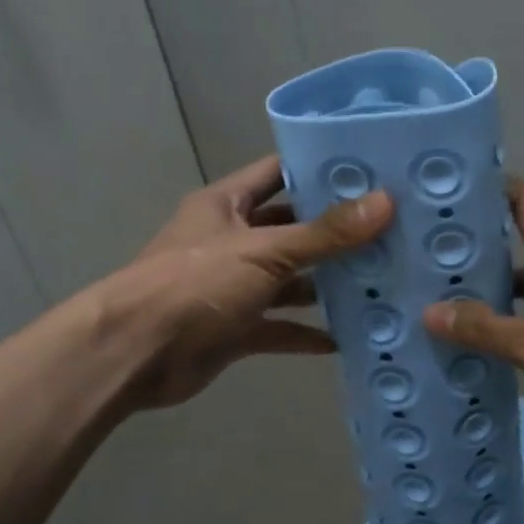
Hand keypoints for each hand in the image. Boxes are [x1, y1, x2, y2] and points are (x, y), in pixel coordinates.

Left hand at [102, 155, 392, 411]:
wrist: (132, 354)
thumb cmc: (195, 284)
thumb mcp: (263, 251)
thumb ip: (324, 233)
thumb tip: (385, 202)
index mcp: (227, 204)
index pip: (279, 172)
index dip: (320, 169)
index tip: (370, 171)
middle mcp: (231, 239)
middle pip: (291, 228)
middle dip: (334, 232)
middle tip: (390, 230)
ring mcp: (233, 286)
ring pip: (289, 280)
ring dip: (325, 284)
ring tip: (379, 281)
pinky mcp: (235, 328)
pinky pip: (280, 325)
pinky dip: (307, 332)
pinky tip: (347, 337)